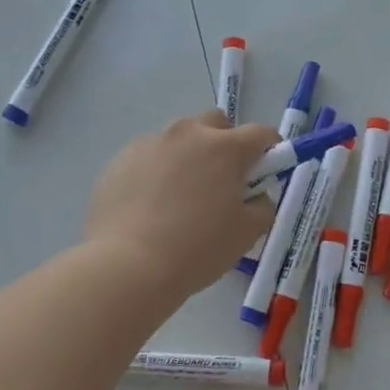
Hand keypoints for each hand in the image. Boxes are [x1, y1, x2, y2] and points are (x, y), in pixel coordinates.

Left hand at [85, 110, 279, 298]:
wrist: (127, 266)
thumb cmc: (196, 249)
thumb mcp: (247, 234)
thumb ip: (262, 206)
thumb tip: (255, 196)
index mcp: (224, 147)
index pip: (261, 133)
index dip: (270, 150)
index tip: (265, 172)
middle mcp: (187, 133)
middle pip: (215, 123)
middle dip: (225, 143)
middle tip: (221, 181)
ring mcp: (149, 143)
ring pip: (179, 139)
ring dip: (188, 157)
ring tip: (179, 197)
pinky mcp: (120, 160)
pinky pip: (149, 157)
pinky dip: (157, 172)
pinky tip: (150, 206)